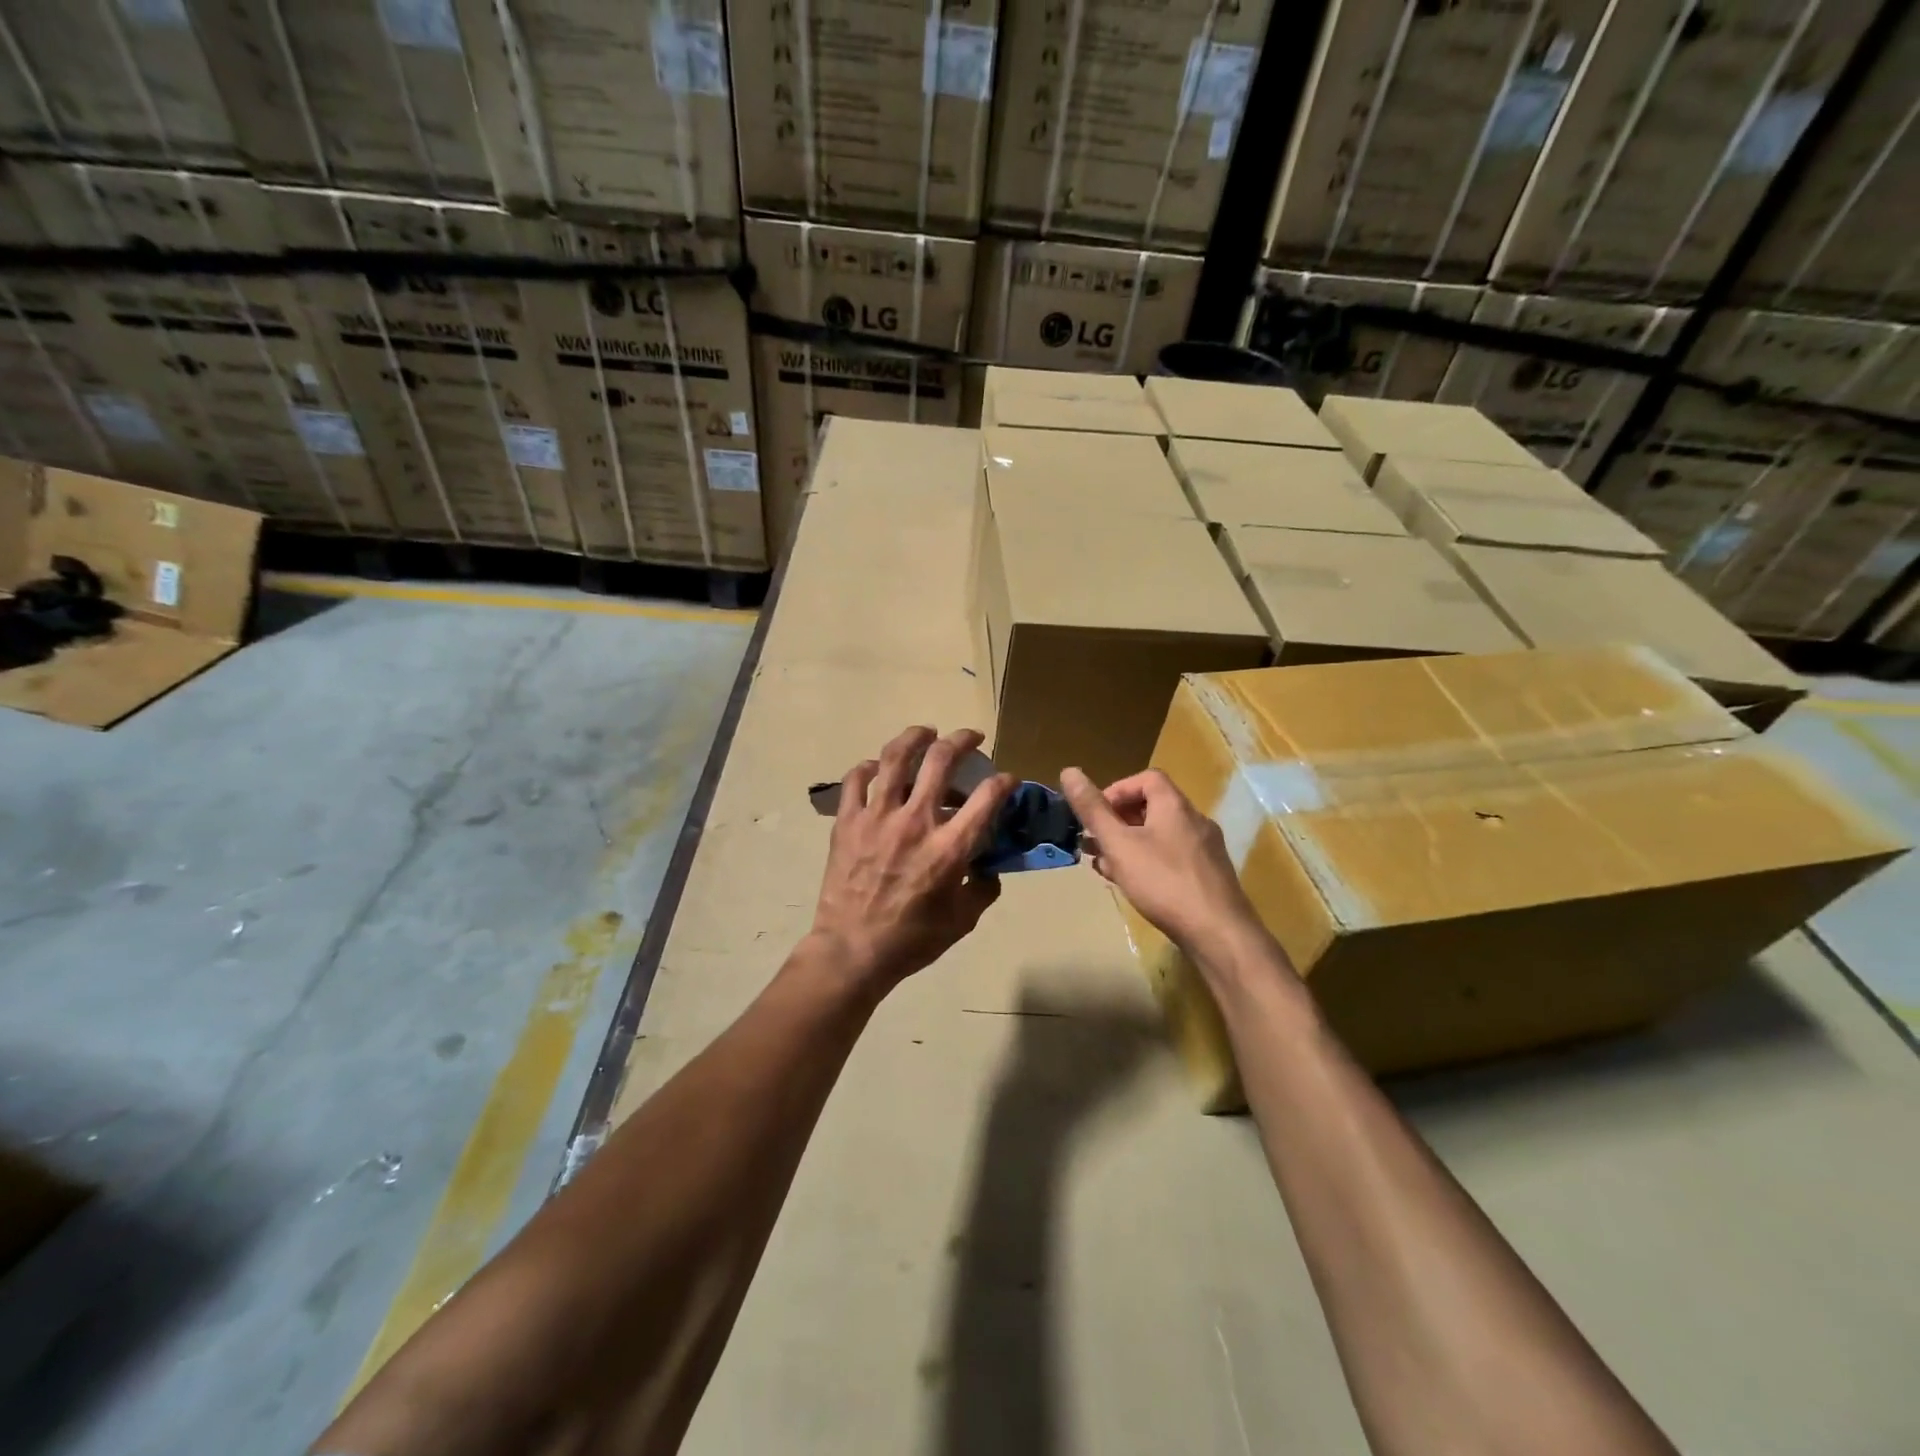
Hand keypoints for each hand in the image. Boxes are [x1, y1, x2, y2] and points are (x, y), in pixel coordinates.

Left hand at [811, 727, 1015, 989]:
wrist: (852, 951)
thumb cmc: (912, 940)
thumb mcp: (963, 921)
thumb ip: (983, 888)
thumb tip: (989, 867)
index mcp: (950, 847)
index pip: (987, 797)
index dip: (1004, 781)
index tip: (1007, 779)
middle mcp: (916, 821)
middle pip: (942, 760)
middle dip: (963, 740)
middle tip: (971, 737)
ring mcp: (878, 817)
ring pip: (896, 758)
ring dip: (915, 737)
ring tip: (926, 732)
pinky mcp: (847, 821)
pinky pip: (856, 780)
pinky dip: (869, 767)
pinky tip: (878, 767)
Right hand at [1060, 767, 1262, 958]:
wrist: (1218, 933)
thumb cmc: (1163, 882)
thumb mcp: (1119, 844)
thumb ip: (1093, 810)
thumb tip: (1069, 771)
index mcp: (1175, 806)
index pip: (1146, 778)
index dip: (1117, 790)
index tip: (1096, 814)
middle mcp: (1194, 821)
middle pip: (1151, 808)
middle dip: (1117, 822)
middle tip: (1093, 843)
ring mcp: (1205, 850)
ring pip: (1159, 836)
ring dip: (1129, 844)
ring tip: (1105, 866)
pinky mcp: (1208, 876)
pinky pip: (1172, 858)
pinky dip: (1148, 862)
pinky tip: (1132, 885)